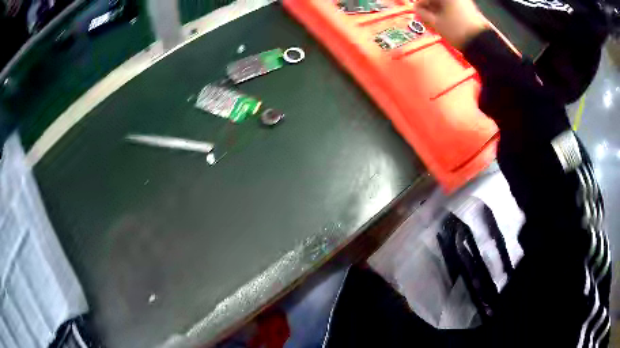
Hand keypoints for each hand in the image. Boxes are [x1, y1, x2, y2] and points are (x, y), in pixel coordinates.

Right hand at [414, 0, 488, 48]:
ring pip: (445, 3)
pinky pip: (453, 7)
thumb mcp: (436, 23)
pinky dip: (446, 12)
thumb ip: (422, 14)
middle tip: (424, 16)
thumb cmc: (458, 31)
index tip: (416, 11)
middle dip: (429, 7)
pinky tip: (443, 21)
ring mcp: (464, 2)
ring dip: (437, 10)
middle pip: (437, 0)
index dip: (419, 4)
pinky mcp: (470, 9)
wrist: (482, 43)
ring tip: (433, 20)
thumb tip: (416, 10)